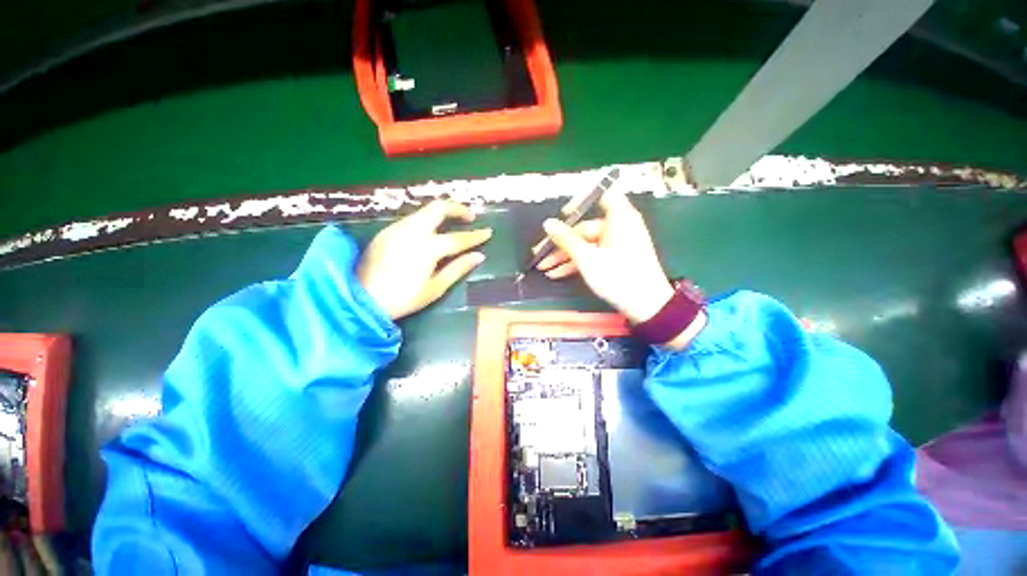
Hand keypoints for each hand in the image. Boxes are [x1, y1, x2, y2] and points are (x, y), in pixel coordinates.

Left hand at [359, 200, 491, 319]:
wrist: (361, 300)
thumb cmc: (403, 298)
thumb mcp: (435, 288)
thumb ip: (458, 268)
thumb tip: (479, 256)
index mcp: (428, 247)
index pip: (458, 238)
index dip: (476, 236)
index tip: (488, 232)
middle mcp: (412, 231)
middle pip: (438, 208)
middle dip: (457, 208)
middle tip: (470, 217)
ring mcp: (397, 228)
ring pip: (424, 211)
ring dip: (441, 213)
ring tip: (453, 223)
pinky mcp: (386, 232)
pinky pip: (412, 219)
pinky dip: (427, 220)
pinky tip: (430, 232)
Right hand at [536, 190, 674, 324]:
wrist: (647, 307)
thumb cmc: (618, 277)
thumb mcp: (587, 258)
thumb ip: (566, 239)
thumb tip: (548, 223)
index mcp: (619, 218)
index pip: (603, 195)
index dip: (582, 201)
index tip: (563, 214)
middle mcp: (619, 227)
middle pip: (585, 227)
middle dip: (561, 241)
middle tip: (539, 253)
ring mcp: (617, 244)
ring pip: (586, 244)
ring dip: (565, 255)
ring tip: (544, 268)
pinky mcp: (616, 259)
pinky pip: (593, 254)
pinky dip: (577, 262)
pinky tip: (557, 273)